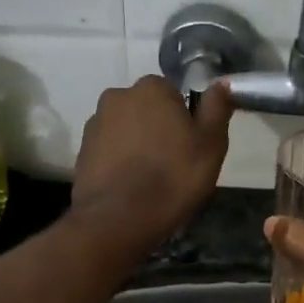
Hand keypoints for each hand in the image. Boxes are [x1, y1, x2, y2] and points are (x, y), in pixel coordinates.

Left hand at [69, 76, 231, 258]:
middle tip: (174, 162)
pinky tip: (130, 185)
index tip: (191, 145)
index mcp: (152, 88)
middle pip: (148, 108)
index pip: (174, 93)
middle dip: (159, 128)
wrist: (118, 220)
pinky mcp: (82, 151)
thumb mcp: (211, 144)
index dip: (186, 119)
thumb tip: (221, 82)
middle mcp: (118, 96)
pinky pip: (109, 149)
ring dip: (138, 144)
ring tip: (149, 178)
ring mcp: (95, 123)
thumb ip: (216, 107)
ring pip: (127, 128)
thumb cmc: (173, 177)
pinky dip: (120, 160)